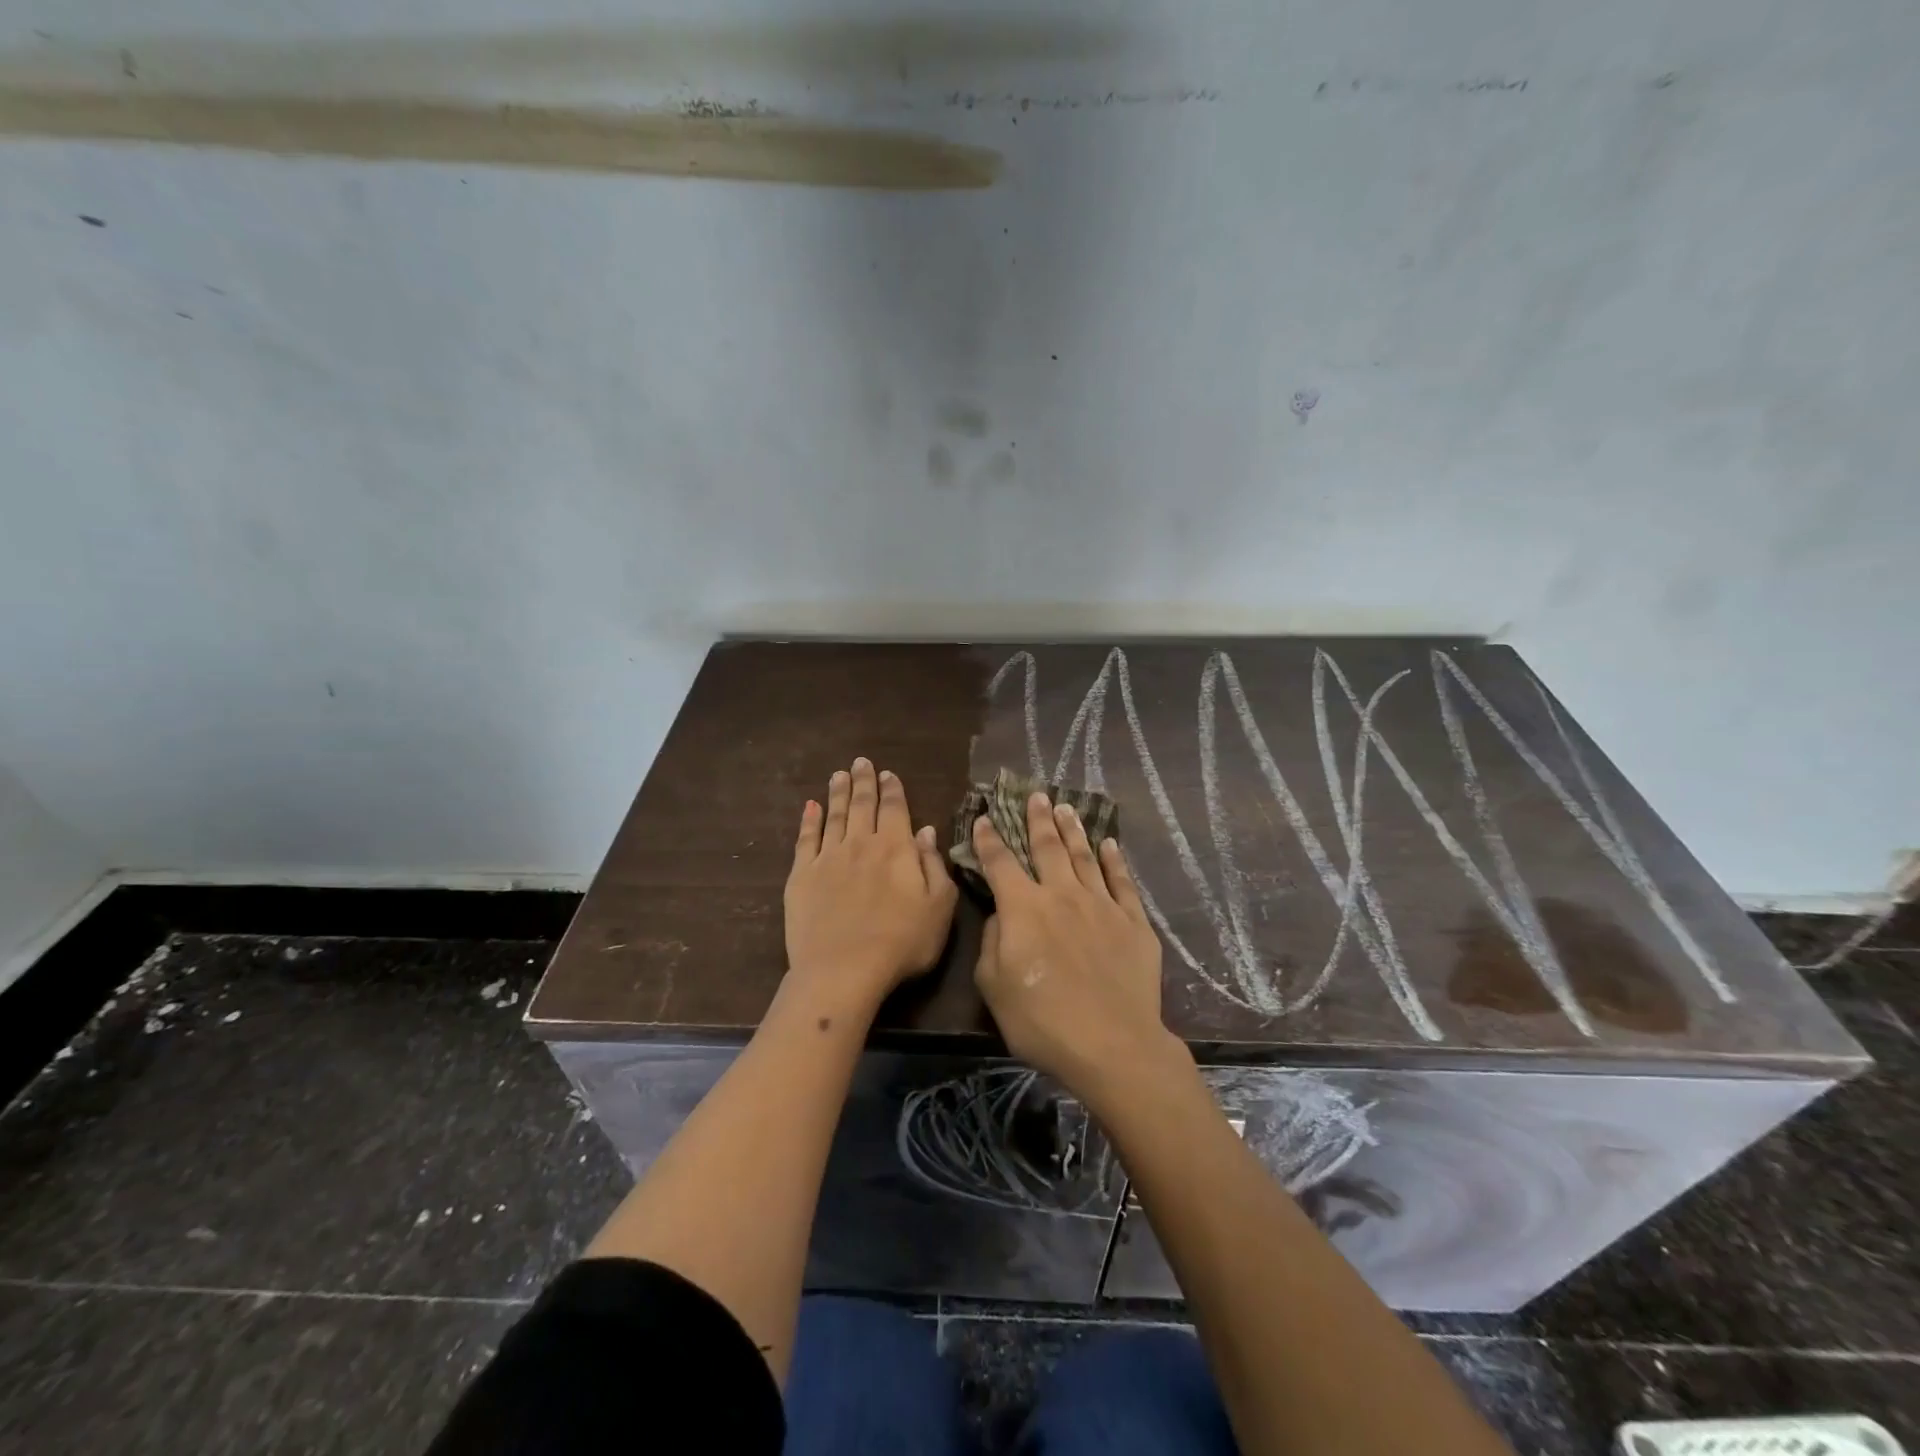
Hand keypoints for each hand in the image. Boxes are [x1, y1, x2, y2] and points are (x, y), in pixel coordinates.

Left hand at [784, 757, 958, 1014]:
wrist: (843, 970)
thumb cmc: (901, 943)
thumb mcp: (939, 907)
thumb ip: (934, 865)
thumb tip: (926, 830)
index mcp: (896, 848)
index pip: (895, 809)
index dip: (892, 789)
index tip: (888, 773)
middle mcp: (861, 843)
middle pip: (862, 804)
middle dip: (863, 781)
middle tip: (861, 761)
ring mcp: (828, 857)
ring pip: (834, 815)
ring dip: (837, 793)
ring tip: (838, 774)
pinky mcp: (802, 875)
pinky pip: (805, 839)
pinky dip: (809, 820)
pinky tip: (810, 806)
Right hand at [971, 793, 1181, 1104]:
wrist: (1112, 1044)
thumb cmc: (1041, 1021)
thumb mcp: (994, 986)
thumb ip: (993, 941)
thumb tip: (1002, 913)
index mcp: (1024, 908)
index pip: (1000, 863)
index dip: (989, 839)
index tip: (983, 817)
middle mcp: (1062, 895)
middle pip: (1047, 847)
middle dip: (1037, 819)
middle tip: (1035, 794)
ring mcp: (1101, 905)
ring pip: (1084, 856)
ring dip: (1073, 830)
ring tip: (1066, 807)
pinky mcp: (1133, 922)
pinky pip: (1122, 882)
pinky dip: (1114, 860)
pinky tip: (1110, 843)